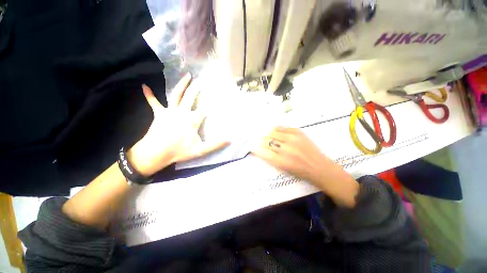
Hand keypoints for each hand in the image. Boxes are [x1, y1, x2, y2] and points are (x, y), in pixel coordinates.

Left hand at [127, 74, 228, 175]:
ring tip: (187, 75)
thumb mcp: (200, 150)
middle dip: (197, 87)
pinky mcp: (159, 114)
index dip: (212, 102)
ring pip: (176, 94)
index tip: (218, 95)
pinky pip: (154, 102)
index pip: (204, 109)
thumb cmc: (179, 151)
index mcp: (192, 120)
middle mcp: (182, 112)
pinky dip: (150, 95)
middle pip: (190, 96)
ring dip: (181, 84)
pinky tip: (144, 86)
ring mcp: (170, 111)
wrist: (156, 154)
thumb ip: (215, 145)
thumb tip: (229, 140)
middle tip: (201, 78)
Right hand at [251, 126, 358, 206]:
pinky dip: (276, 128)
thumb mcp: (284, 169)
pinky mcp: (299, 133)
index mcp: (282, 161)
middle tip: (255, 139)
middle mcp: (286, 149)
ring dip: (266, 133)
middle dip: (259, 140)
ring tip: (263, 133)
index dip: (255, 147)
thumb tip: (261, 149)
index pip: (263, 151)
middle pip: (267, 141)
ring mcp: (293, 139)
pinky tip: (273, 129)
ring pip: (273, 132)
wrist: (320, 167)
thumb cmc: (301, 172)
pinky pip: (283, 127)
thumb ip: (271, 159)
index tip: (251, 145)